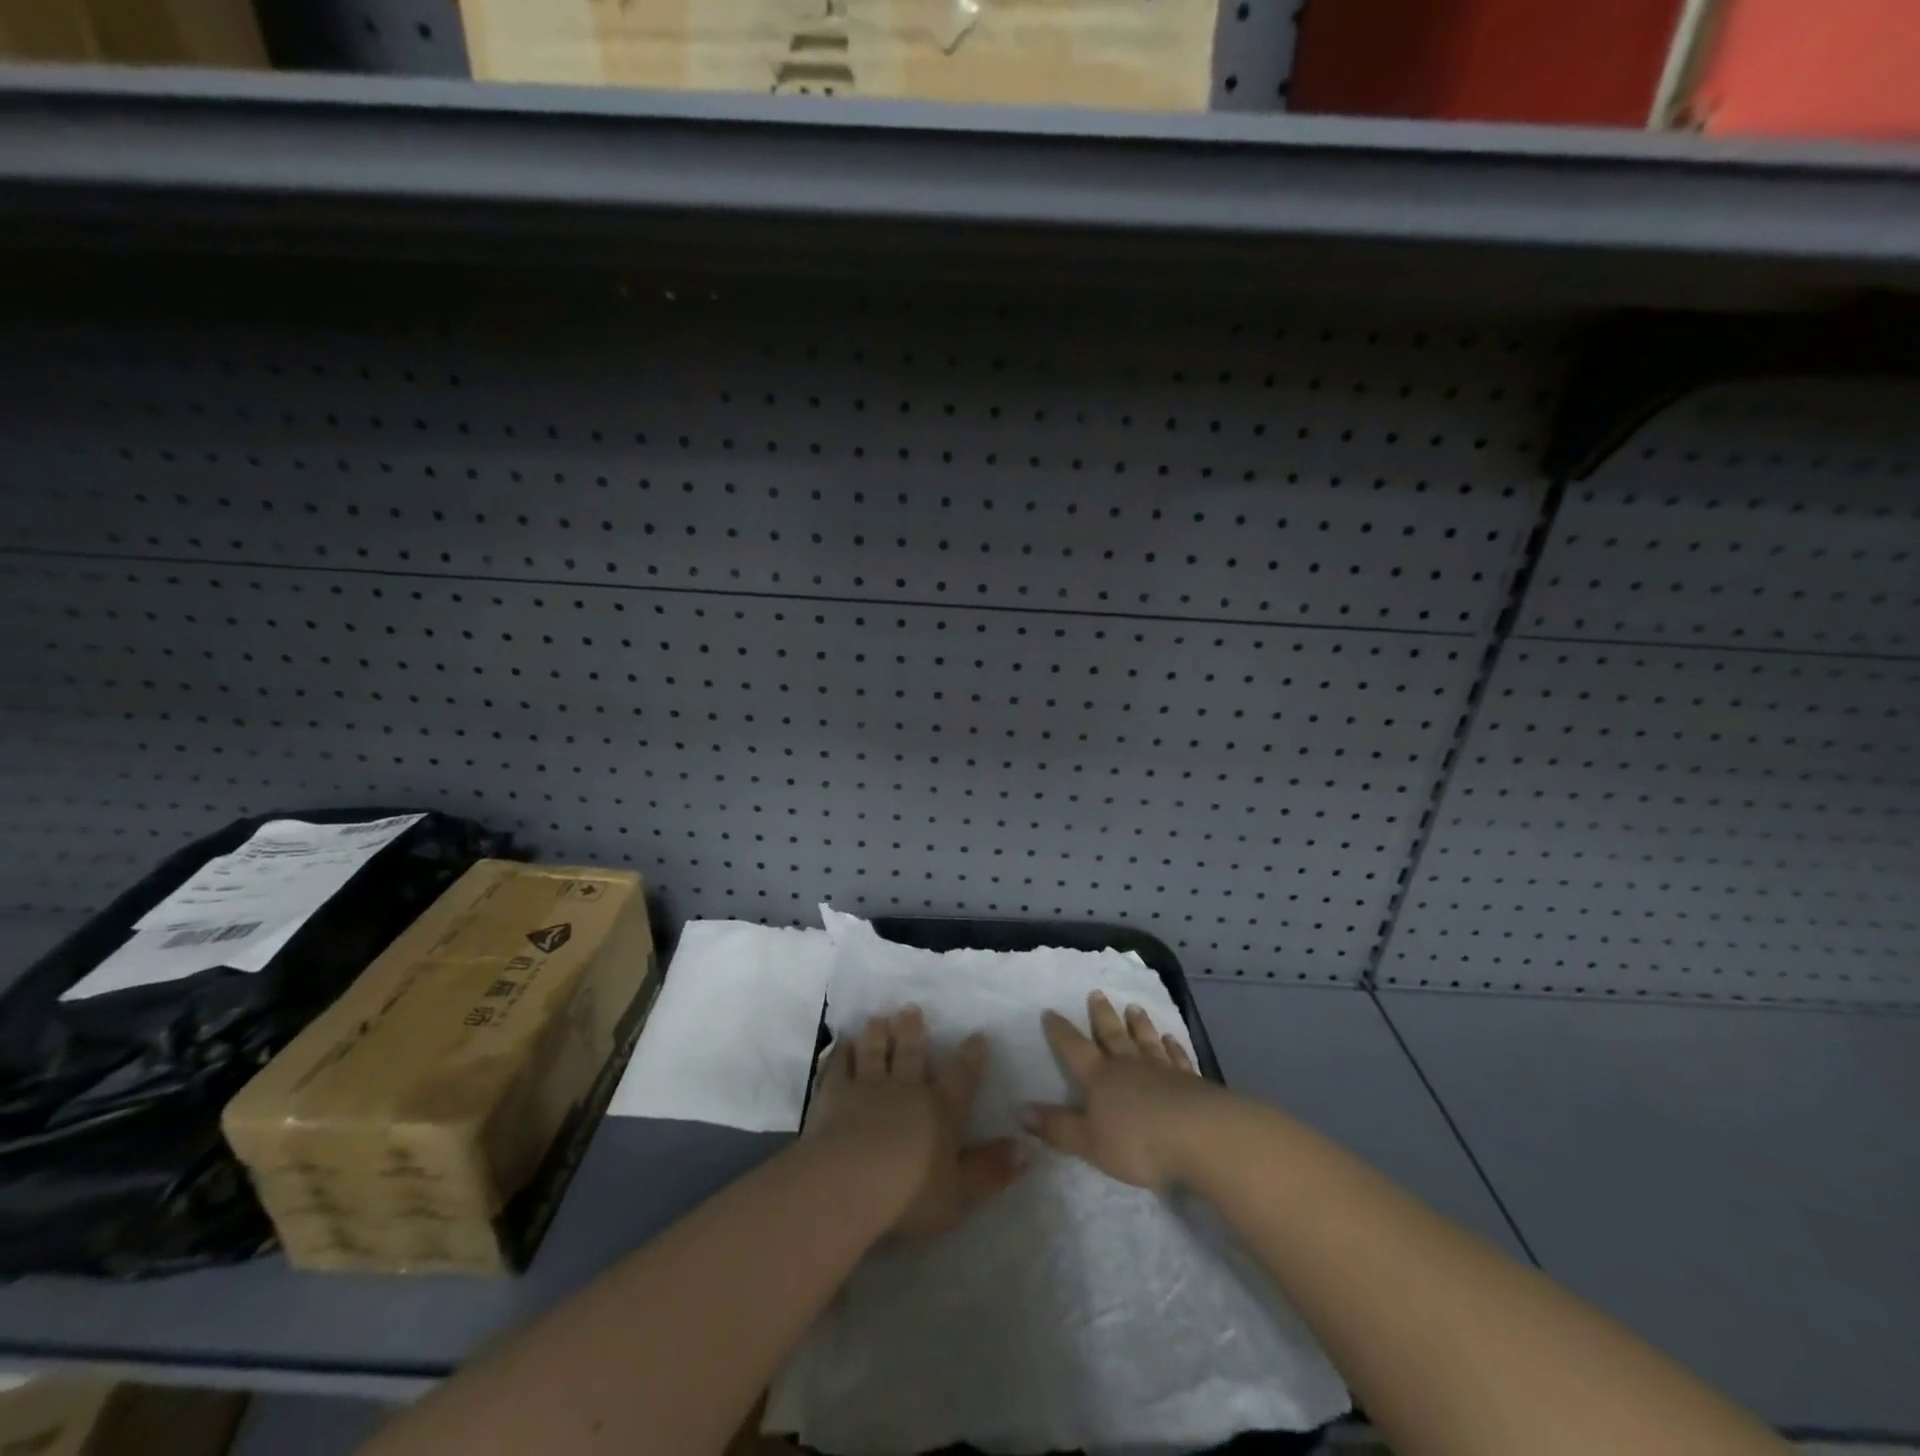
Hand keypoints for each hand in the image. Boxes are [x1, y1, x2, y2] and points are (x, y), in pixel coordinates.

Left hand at [804, 1007, 1024, 1237]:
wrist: (849, 1182)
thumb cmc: (910, 1193)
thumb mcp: (960, 1192)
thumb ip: (991, 1170)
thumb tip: (1027, 1149)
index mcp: (940, 1110)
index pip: (961, 1078)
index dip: (970, 1057)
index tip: (977, 1035)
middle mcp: (906, 1089)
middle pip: (912, 1053)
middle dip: (913, 1030)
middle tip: (911, 1008)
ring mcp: (867, 1087)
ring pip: (875, 1052)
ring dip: (878, 1034)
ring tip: (879, 1016)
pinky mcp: (833, 1094)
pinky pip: (839, 1066)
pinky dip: (841, 1052)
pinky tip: (842, 1043)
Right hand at [1020, 992, 1220, 1191]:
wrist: (1199, 1136)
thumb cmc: (1137, 1142)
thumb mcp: (1088, 1142)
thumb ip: (1056, 1127)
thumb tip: (1019, 1109)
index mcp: (1099, 1078)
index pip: (1074, 1048)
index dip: (1060, 1031)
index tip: (1050, 1011)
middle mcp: (1128, 1066)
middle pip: (1111, 1035)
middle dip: (1102, 1016)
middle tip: (1097, 993)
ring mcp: (1161, 1070)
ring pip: (1145, 1041)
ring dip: (1138, 1025)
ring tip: (1134, 1008)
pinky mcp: (1190, 1081)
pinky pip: (1177, 1058)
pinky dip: (1173, 1047)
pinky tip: (1172, 1039)